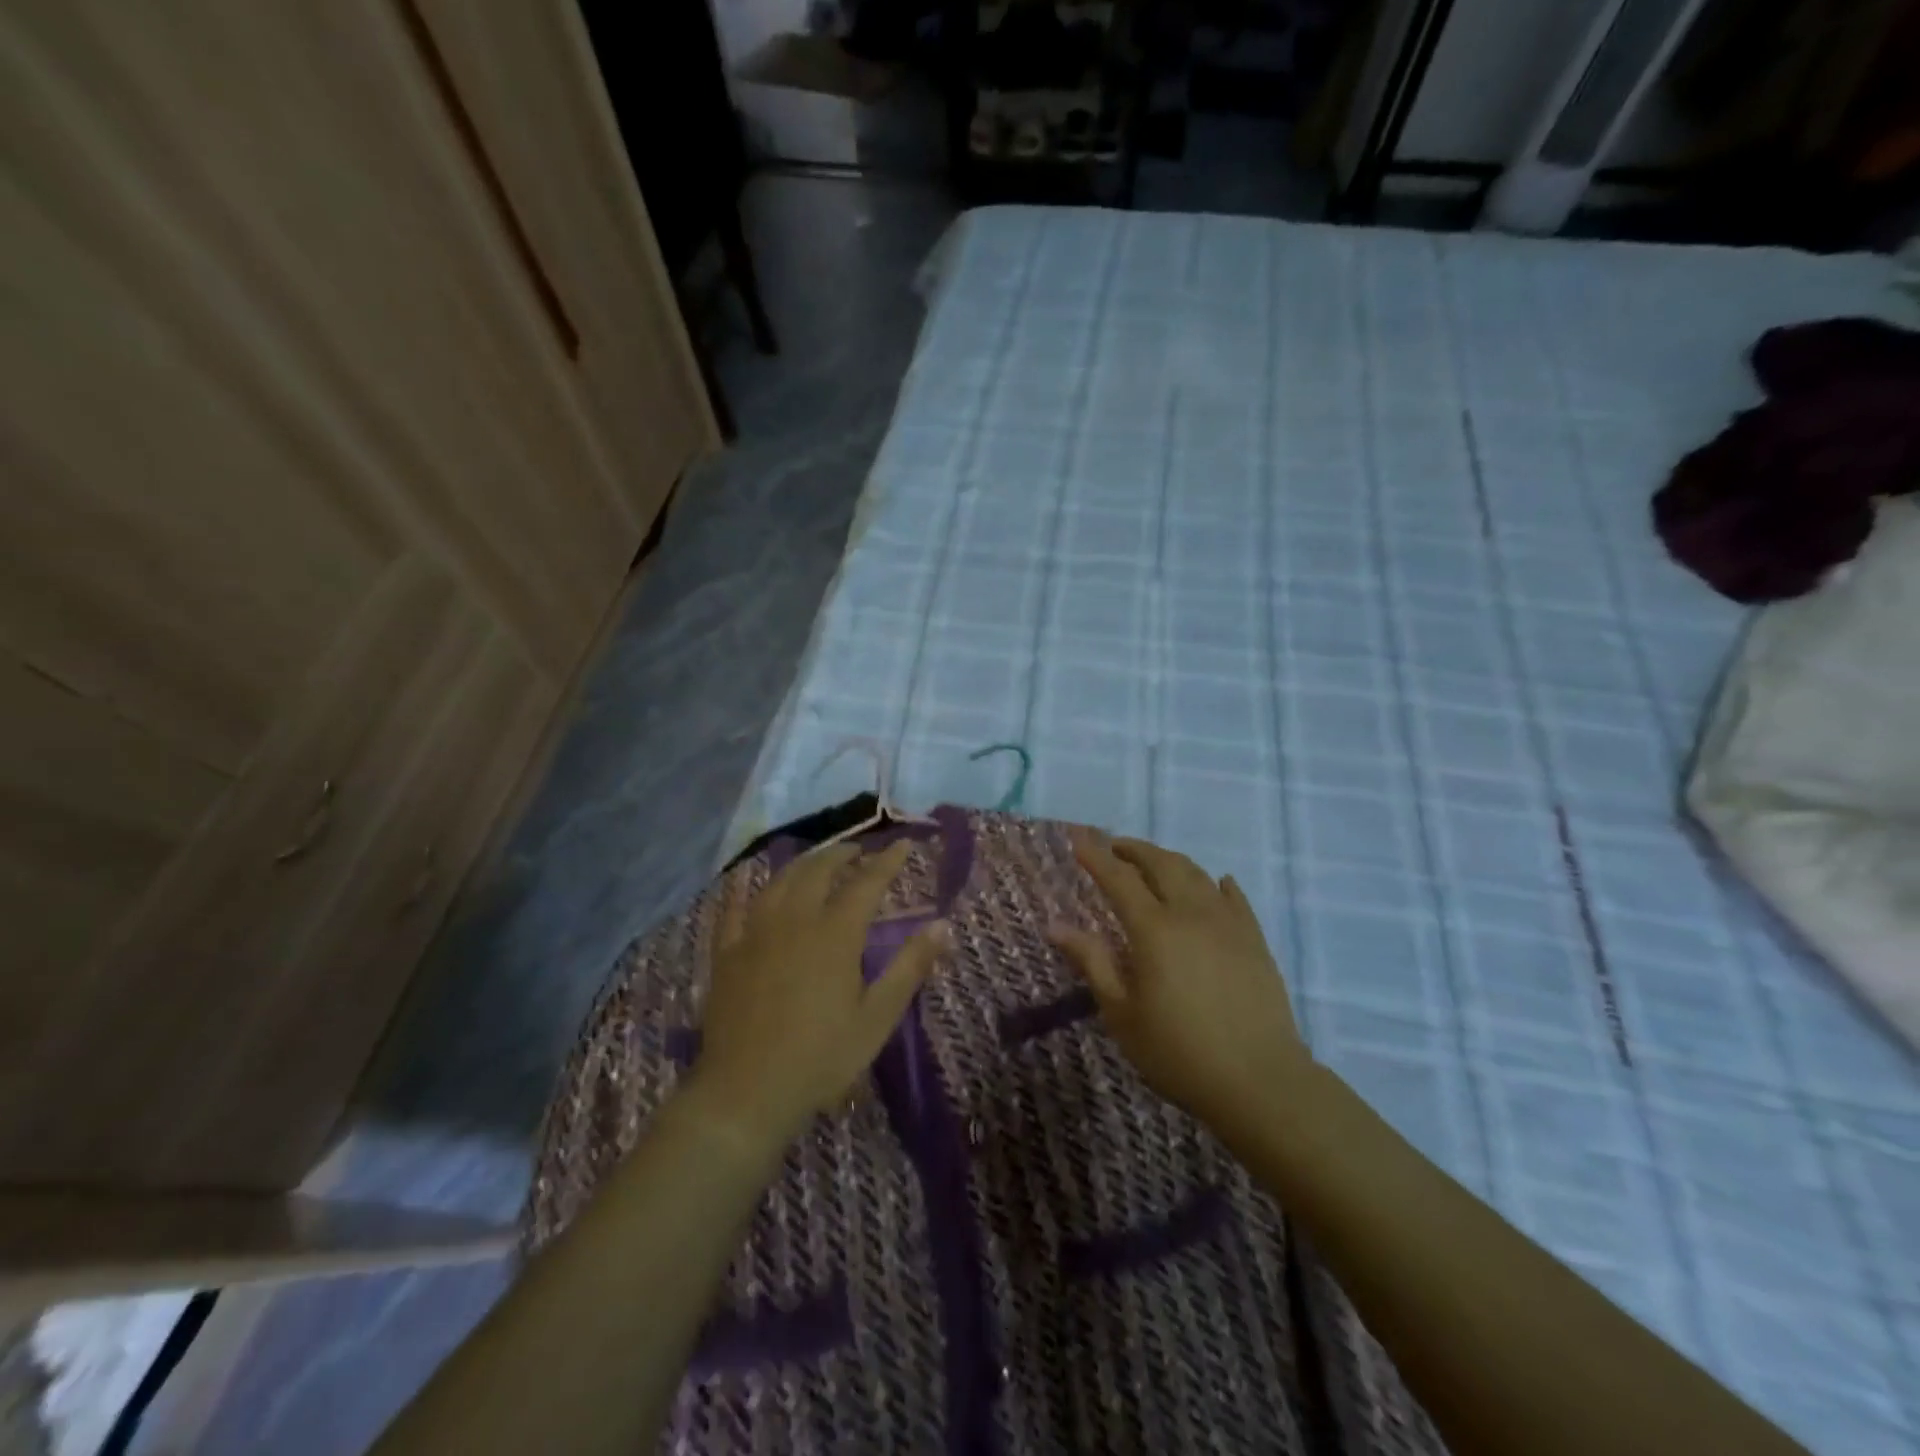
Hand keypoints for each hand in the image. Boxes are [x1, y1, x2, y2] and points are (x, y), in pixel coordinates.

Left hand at [689, 841, 945, 1154]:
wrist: (747, 1092)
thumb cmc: (822, 1057)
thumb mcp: (877, 1017)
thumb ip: (911, 967)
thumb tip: (943, 925)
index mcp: (835, 934)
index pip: (867, 883)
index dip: (887, 860)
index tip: (904, 843)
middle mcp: (795, 920)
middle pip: (819, 871)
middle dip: (843, 854)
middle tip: (859, 850)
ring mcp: (755, 933)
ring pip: (780, 882)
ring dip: (803, 864)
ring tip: (817, 861)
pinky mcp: (727, 953)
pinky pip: (732, 909)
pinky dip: (741, 889)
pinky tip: (743, 879)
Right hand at [1051, 831, 1309, 1131]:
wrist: (1260, 1081)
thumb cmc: (1178, 1052)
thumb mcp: (1122, 1013)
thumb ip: (1092, 962)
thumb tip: (1056, 926)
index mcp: (1154, 929)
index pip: (1119, 879)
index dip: (1096, 856)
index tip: (1078, 838)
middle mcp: (1191, 913)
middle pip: (1160, 864)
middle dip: (1133, 849)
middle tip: (1112, 846)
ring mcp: (1228, 923)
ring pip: (1196, 873)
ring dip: (1168, 860)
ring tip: (1152, 863)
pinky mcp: (1254, 939)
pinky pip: (1234, 897)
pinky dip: (1216, 883)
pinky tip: (1215, 883)